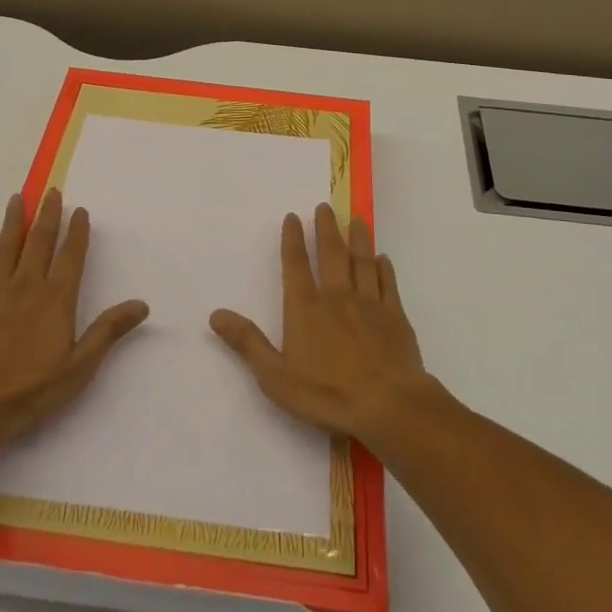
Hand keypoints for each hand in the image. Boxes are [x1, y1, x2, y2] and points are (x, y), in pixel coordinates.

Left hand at [0, 188, 148, 446]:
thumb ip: (108, 332)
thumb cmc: (28, 391)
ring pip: (6, 248)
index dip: (77, 232)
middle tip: (51, 191)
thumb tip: (142, 304)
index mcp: (55, 299)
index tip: (80, 210)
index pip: (71, 257)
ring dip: (13, 221)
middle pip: (39, 242)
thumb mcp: (78, 368)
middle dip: (47, 215)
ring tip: (17, 198)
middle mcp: (26, 286)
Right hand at [210, 203, 431, 442]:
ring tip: (356, 219)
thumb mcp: (275, 376)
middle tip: (325, 206)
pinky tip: (383, 259)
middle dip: (327, 228)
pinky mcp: (395, 317)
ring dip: (358, 238)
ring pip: (362, 261)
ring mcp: (370, 304)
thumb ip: (247, 343)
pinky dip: (385, 268)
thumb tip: (216, 315)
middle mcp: (337, 297)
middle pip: (331, 254)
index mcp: (306, 308)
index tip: (293, 216)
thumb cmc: (327, 394)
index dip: (292, 239)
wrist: (388, 405)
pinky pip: (388, 284)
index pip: (295, 265)